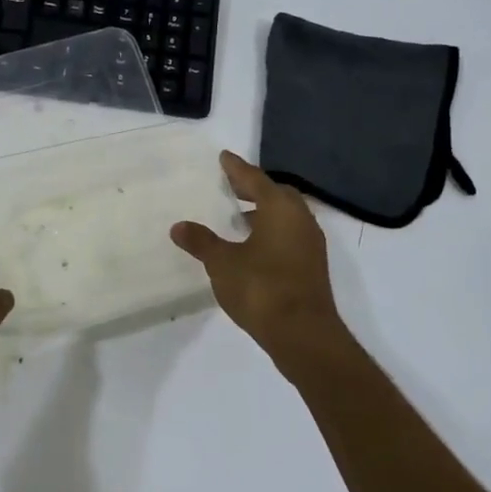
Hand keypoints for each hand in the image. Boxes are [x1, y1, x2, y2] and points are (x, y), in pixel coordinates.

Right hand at [171, 152, 346, 369]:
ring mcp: (310, 244)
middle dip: (254, 189)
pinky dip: (272, 231)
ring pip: (286, 216)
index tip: (224, 158)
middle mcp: (300, 219)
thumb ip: (201, 242)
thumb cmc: (261, 289)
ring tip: (239, 217)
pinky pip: (290, 235)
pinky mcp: (311, 266)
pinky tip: (253, 246)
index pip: (255, 179)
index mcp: (280, 209)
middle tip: (231, 187)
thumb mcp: (222, 263)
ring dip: (265, 212)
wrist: (303, 334)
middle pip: (276, 194)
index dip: (237, 169)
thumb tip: (179, 226)